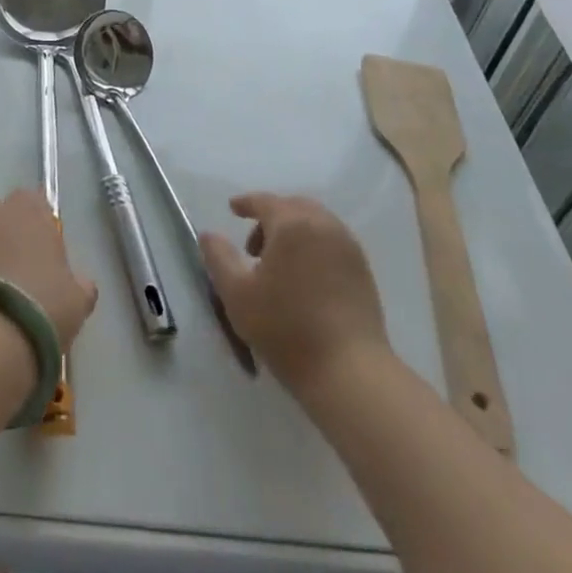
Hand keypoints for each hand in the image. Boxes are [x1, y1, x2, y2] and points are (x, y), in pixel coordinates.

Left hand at [0, 190, 97, 351]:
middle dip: (6, 236)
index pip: (34, 201)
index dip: (37, 223)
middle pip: (0, 216)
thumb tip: (80, 283)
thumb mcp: (77, 299)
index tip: (42, 251)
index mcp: (30, 211)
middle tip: (15, 274)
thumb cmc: (42, 307)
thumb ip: (79, 283)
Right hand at [201, 194, 389, 397]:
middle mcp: (324, 225)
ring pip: (315, 223)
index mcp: (292, 224)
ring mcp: (348, 247)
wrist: (348, 370)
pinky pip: (332, 241)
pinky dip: (313, 245)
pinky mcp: (363, 270)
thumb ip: (219, 257)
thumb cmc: (286, 328)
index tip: (232, 209)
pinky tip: (304, 278)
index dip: (246, 203)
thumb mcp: (237, 294)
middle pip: (293, 207)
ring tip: (278, 266)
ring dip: (293, 232)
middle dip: (270, 217)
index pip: (265, 201)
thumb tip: (209, 234)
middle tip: (252, 248)